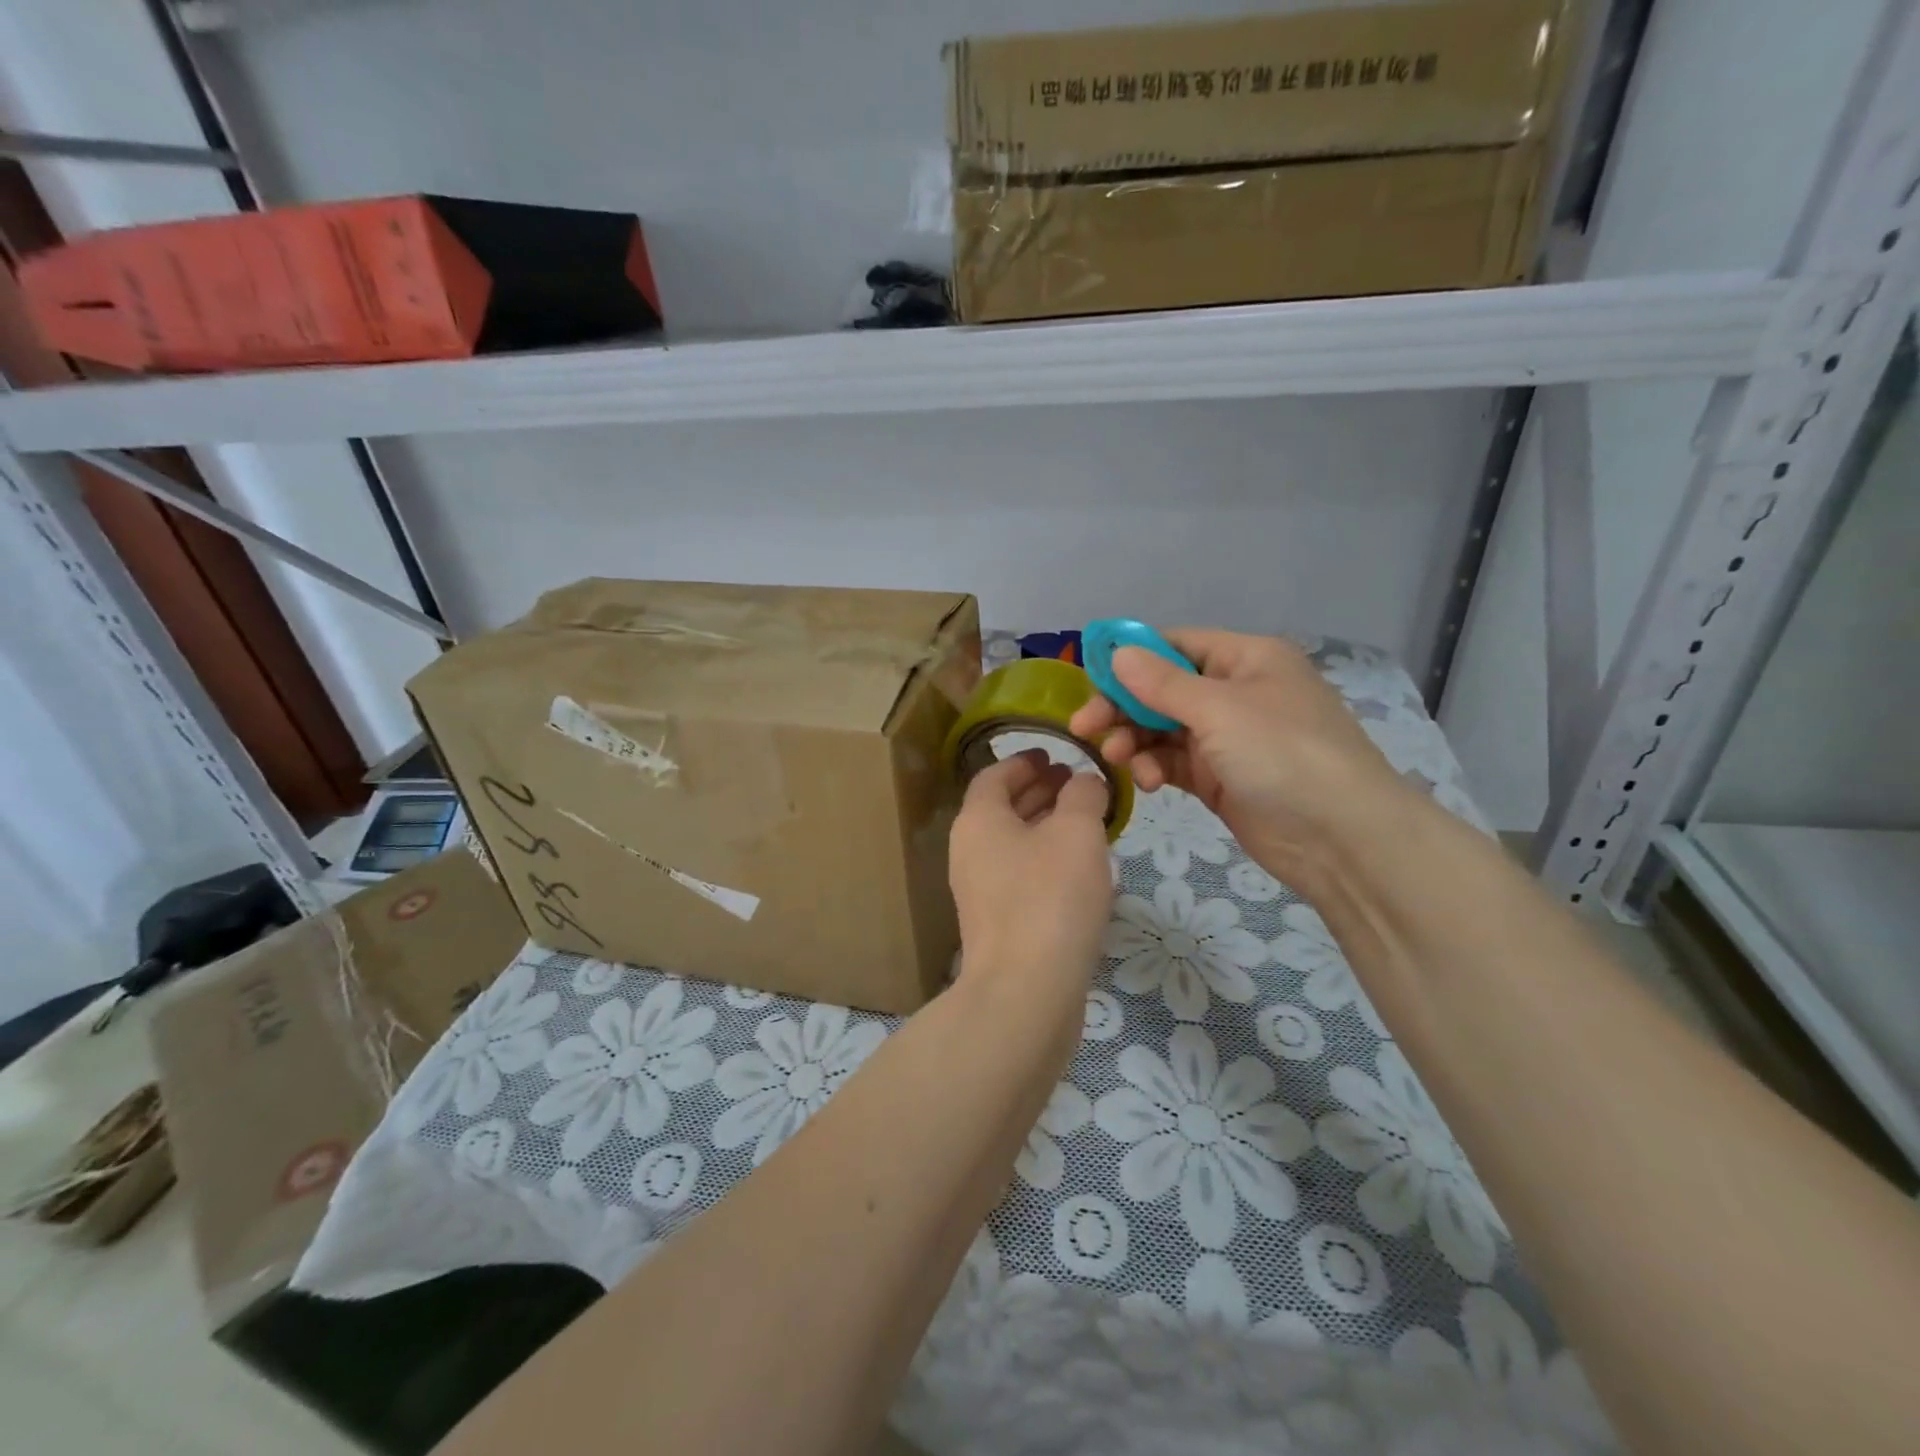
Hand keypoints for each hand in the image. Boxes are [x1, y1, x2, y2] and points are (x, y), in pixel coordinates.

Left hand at [949, 749, 1113, 997]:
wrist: (1026, 991)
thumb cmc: (1050, 896)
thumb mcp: (1076, 832)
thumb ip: (1083, 795)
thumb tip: (1085, 781)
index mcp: (978, 820)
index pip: (994, 776)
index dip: (1024, 761)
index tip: (1054, 755)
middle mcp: (970, 851)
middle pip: (1002, 808)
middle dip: (1039, 791)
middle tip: (1077, 783)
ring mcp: (981, 891)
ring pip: (1014, 844)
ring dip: (1046, 826)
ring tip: (1087, 820)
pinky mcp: (999, 924)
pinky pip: (1022, 875)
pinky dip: (1047, 860)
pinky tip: (1081, 868)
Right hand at [1068, 629, 1410, 895]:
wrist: (1342, 837)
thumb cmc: (1284, 754)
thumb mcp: (1220, 710)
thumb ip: (1162, 683)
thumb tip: (1117, 653)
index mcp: (1245, 658)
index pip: (1175, 645)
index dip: (1131, 659)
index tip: (1088, 679)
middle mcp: (1235, 692)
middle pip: (1162, 689)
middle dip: (1123, 707)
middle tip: (1084, 728)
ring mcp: (1227, 738)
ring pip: (1162, 729)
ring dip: (1135, 741)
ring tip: (1118, 759)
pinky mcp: (1219, 778)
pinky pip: (1174, 762)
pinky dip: (1155, 768)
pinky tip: (1149, 783)